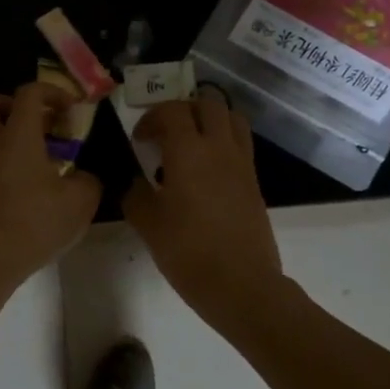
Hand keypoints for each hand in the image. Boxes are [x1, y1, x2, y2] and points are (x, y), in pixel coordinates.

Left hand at [0, 84, 102, 279]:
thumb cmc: (37, 220)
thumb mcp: (81, 200)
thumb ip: (87, 180)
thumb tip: (82, 177)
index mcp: (18, 134)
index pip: (29, 92)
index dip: (51, 92)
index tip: (68, 110)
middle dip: (4, 102)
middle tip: (28, 122)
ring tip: (11, 147)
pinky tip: (8, 181)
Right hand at [123, 93, 283, 331]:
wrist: (241, 285)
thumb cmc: (188, 252)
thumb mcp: (147, 224)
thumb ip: (136, 194)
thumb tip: (136, 182)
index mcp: (189, 152)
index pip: (172, 111)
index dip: (152, 118)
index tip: (140, 139)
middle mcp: (219, 148)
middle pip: (208, 103)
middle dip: (183, 109)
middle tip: (165, 132)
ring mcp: (241, 163)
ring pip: (231, 118)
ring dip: (209, 119)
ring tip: (190, 142)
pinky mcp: (254, 182)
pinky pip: (240, 143)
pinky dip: (222, 141)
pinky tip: (205, 170)